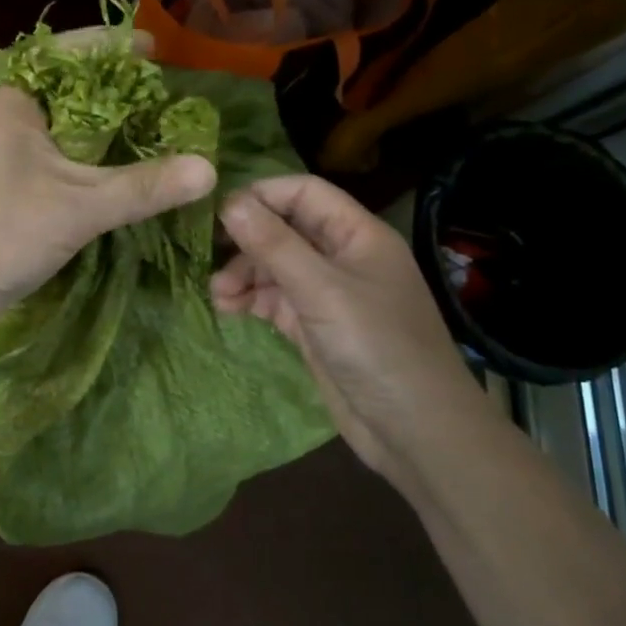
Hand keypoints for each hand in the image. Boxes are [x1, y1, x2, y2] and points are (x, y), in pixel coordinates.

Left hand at [0, 58, 215, 359]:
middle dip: (117, 95)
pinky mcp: (3, 198)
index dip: (112, 46)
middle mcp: (7, 124)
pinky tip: (118, 183)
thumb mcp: (78, 207)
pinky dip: (89, 170)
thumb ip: (143, 187)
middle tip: (165, 99)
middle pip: (70, 95)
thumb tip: (209, 169)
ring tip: (154, 136)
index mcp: (16, 104)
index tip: (154, 47)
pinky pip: (56, 169)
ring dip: (104, 137)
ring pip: (63, 136)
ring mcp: (2, 163)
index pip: (68, 55)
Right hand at [212, 175, 487, 492]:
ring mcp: (330, 294)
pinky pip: (277, 300)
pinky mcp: (317, 327)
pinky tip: (229, 309)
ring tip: (218, 294)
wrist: (416, 432)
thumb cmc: (376, 347)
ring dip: (245, 274)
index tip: (218, 213)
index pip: (304, 193)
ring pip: (277, 266)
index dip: (262, 195)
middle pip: (286, 229)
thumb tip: (229, 201)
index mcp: (358, 234)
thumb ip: (274, 244)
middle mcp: (343, 256)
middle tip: (209, 256)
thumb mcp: (321, 290)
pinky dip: (253, 301)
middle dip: (248, 241)